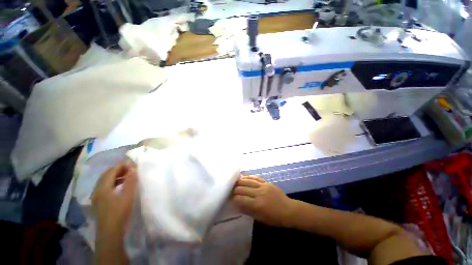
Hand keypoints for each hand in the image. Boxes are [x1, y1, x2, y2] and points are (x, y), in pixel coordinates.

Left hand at [92, 160, 136, 236]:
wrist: (110, 233)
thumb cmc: (120, 213)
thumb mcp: (128, 196)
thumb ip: (130, 181)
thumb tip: (132, 167)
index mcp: (103, 188)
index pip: (111, 172)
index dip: (121, 166)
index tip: (132, 163)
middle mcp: (97, 191)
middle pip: (105, 175)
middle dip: (117, 170)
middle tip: (129, 168)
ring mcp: (96, 197)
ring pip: (104, 182)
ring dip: (115, 176)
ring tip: (126, 176)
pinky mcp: (98, 202)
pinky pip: (104, 187)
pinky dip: (112, 183)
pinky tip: (119, 186)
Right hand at [232, 175, 295, 226]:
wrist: (289, 210)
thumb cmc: (275, 218)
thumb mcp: (261, 219)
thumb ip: (248, 211)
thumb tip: (238, 205)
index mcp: (257, 205)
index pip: (240, 199)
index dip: (234, 199)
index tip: (231, 199)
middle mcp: (259, 193)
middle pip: (242, 188)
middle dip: (235, 190)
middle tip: (231, 191)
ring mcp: (263, 186)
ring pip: (247, 181)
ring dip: (240, 182)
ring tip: (235, 183)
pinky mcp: (266, 182)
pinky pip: (255, 178)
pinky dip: (248, 177)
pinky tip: (243, 177)